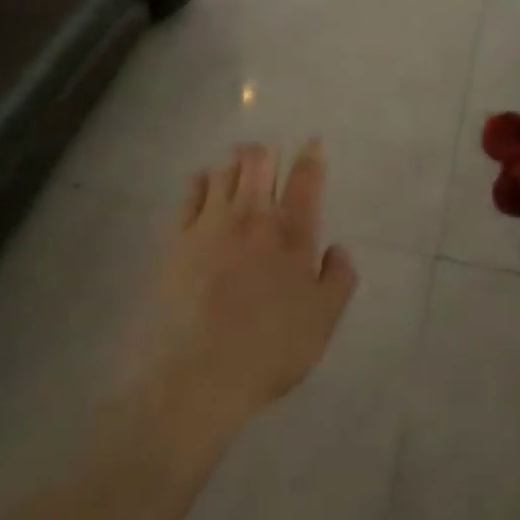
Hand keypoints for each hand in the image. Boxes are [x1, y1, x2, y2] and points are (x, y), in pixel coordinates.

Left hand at [115, 143, 358, 451]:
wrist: (197, 375)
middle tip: (270, 158)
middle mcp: (253, 216)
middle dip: (267, 153)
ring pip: (225, 169)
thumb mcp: (323, 321)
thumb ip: (339, 277)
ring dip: (236, 164)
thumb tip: (338, 247)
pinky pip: (192, 191)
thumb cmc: (269, 350)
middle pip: (259, 160)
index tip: (313, 143)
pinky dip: (202, 180)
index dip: (311, 155)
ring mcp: (212, 223)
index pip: (306, 178)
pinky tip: (205, 185)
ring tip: (239, 170)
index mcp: (292, 232)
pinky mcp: (179, 237)